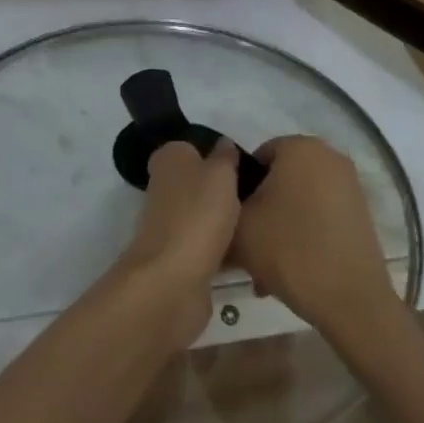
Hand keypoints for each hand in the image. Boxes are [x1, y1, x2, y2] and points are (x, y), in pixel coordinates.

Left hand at [117, 138, 240, 348]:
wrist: (173, 279)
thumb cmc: (199, 213)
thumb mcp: (221, 174)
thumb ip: (225, 157)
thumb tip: (223, 143)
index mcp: (169, 158)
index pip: (193, 148)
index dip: (218, 156)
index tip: (246, 167)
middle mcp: (164, 186)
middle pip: (199, 182)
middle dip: (223, 191)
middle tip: (258, 196)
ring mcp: (169, 223)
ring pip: (204, 215)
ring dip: (225, 222)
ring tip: (259, 224)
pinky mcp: (177, 256)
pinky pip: (206, 245)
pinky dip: (223, 250)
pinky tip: (248, 253)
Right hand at [230, 136, 398, 335]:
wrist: (352, 299)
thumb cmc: (290, 250)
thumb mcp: (239, 226)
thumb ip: (225, 203)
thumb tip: (225, 202)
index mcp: (299, 146)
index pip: (255, 158)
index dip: (239, 191)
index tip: (234, 224)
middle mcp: (328, 155)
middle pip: (279, 181)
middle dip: (262, 213)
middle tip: (247, 251)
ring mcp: (349, 184)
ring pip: (299, 201)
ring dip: (280, 228)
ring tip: (266, 271)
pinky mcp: (361, 212)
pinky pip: (320, 215)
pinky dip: (305, 235)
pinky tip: (293, 270)